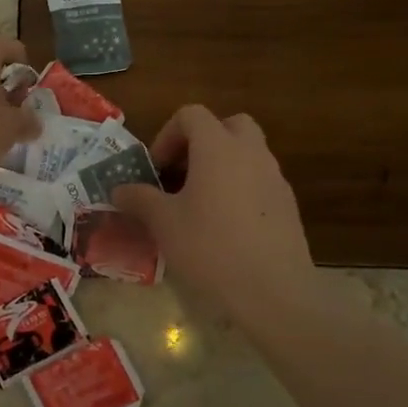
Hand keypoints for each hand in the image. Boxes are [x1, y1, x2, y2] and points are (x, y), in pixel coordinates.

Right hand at [112, 105, 318, 321]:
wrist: (272, 291)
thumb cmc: (210, 248)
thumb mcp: (164, 223)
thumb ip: (140, 199)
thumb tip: (119, 190)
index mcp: (218, 148)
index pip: (192, 115)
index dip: (167, 135)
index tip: (156, 170)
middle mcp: (251, 153)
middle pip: (228, 125)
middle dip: (202, 142)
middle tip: (182, 174)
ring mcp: (275, 178)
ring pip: (248, 153)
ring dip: (222, 165)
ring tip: (200, 203)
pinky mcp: (287, 205)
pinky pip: (260, 181)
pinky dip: (240, 188)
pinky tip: (226, 226)